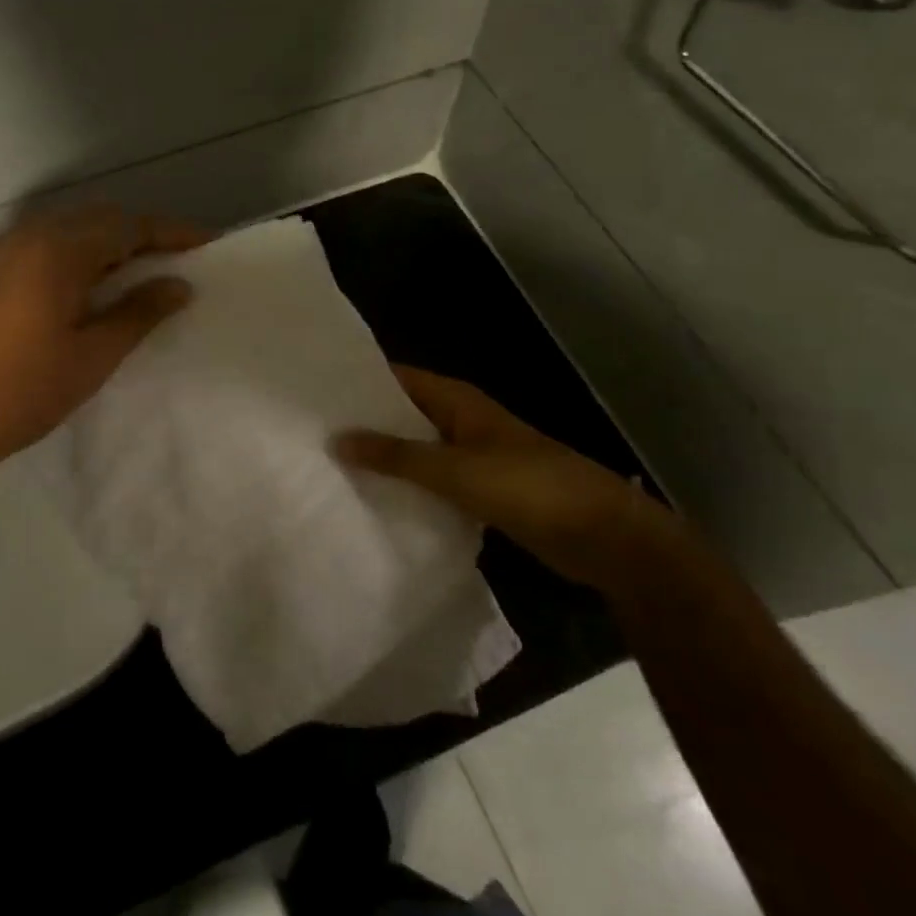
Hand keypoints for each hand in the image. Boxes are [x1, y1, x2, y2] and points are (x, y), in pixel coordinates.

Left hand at [0, 207, 205, 491]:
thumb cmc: (22, 393)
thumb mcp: (93, 357)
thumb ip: (139, 313)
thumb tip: (178, 284)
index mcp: (57, 252)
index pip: (127, 226)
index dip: (170, 232)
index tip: (205, 243)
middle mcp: (24, 238)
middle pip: (95, 219)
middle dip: (137, 233)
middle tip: (169, 261)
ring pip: (62, 230)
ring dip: (101, 243)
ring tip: (128, 275)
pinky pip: (34, 246)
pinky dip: (67, 255)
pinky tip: (74, 290)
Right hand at [335, 366, 682, 593]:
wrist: (603, 537)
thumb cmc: (529, 487)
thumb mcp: (457, 470)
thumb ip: (397, 456)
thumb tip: (338, 437)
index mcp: (457, 400)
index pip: (396, 378)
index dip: (359, 383)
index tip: (316, 394)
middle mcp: (461, 421)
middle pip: (403, 414)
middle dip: (365, 423)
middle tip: (312, 434)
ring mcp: (472, 457)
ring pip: (417, 451)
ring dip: (385, 459)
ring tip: (331, 467)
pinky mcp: (482, 491)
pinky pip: (434, 482)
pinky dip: (409, 488)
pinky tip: (376, 502)